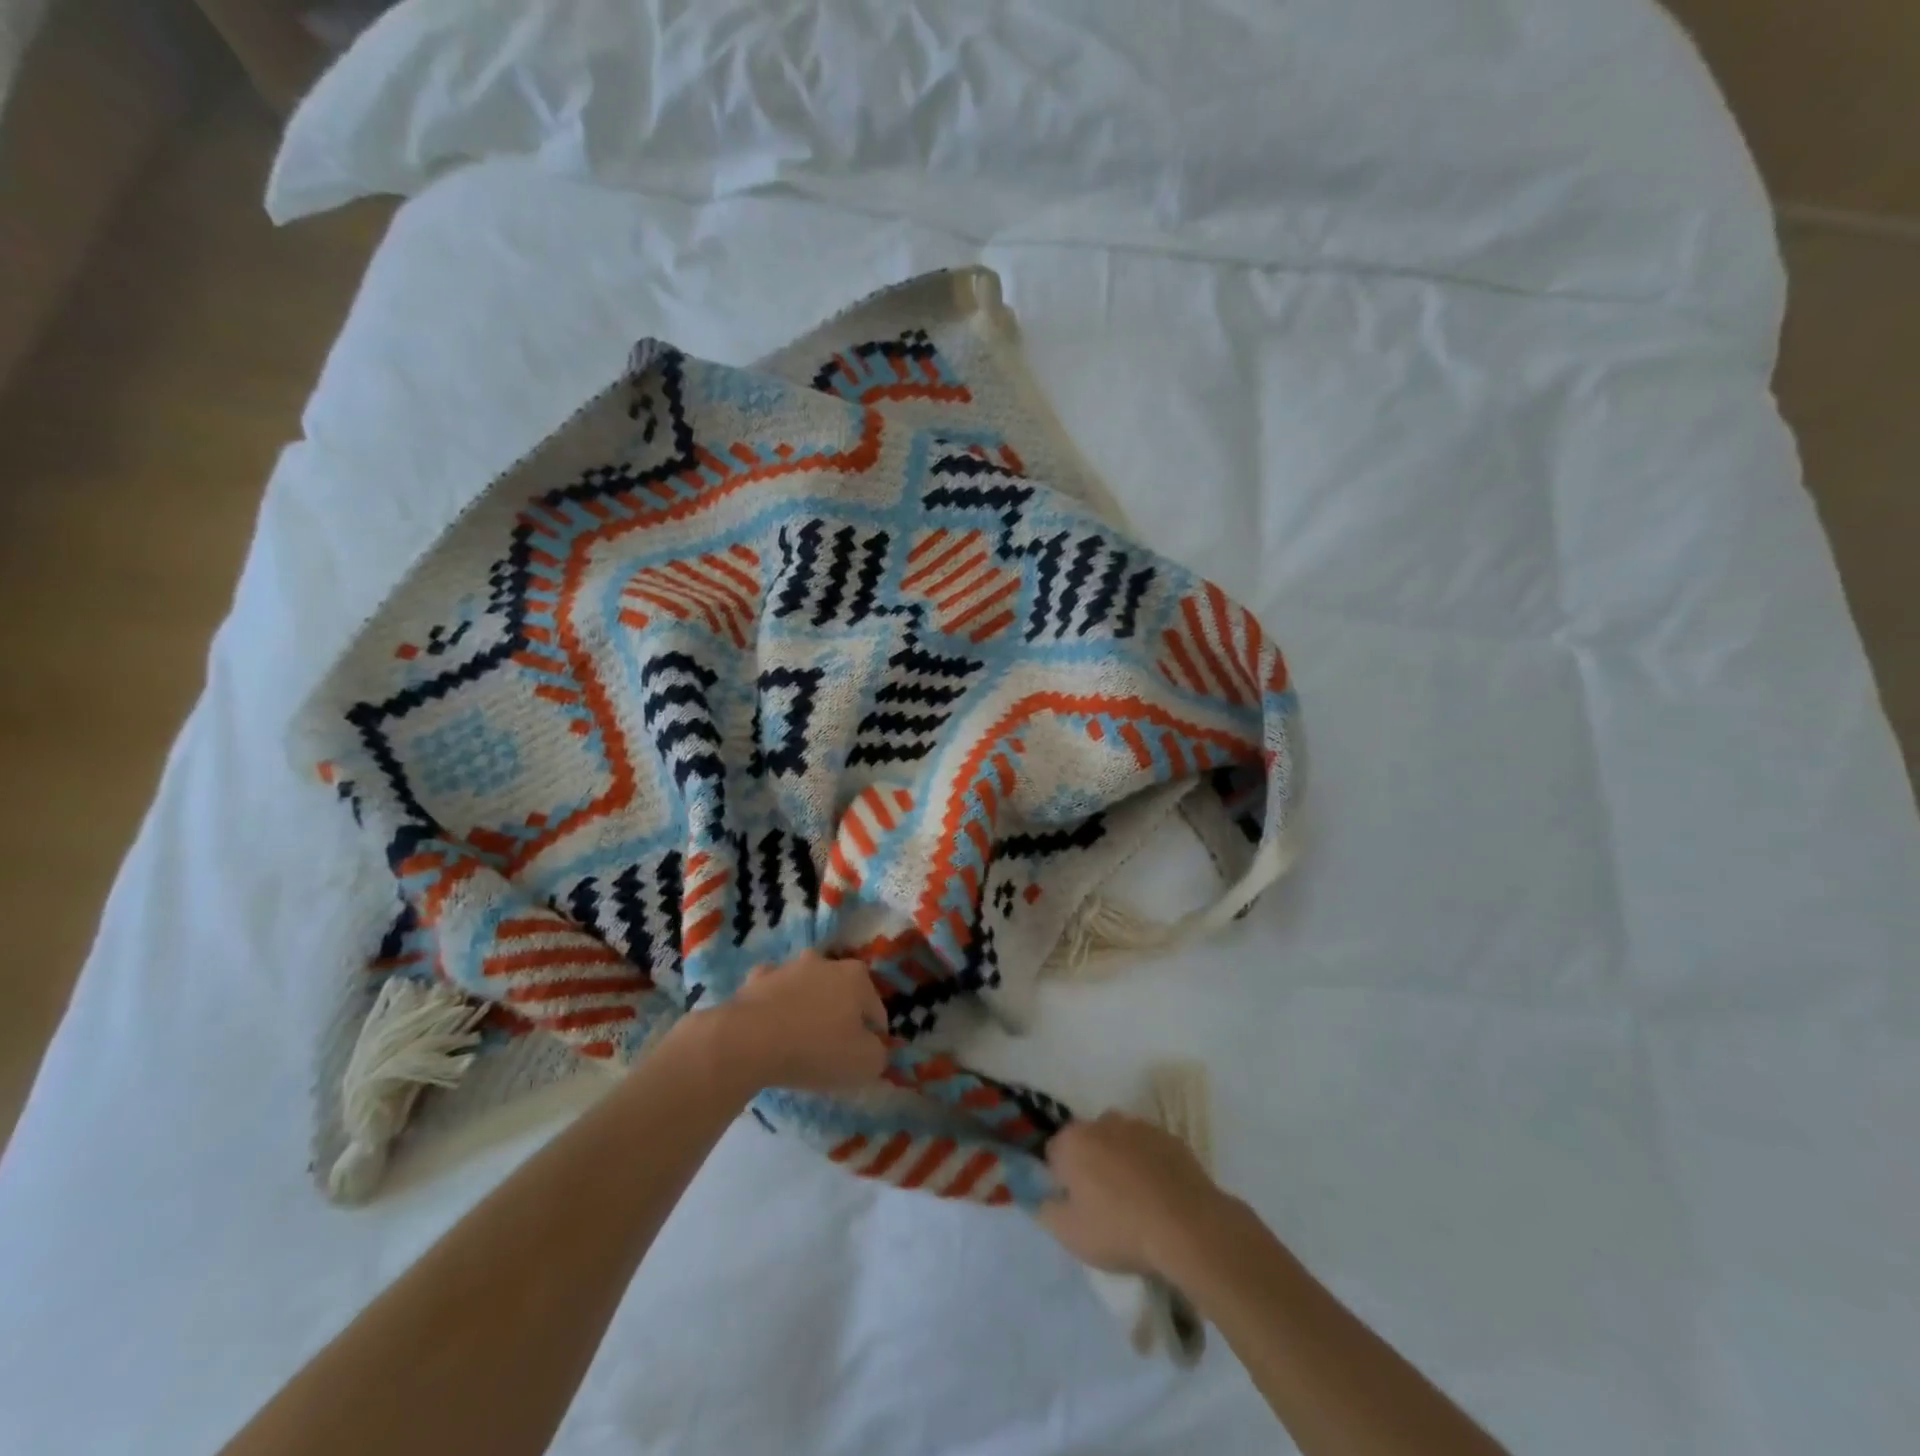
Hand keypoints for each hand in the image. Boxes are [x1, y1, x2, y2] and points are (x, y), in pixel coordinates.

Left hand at [709, 950, 889, 1093]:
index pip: (876, 1010)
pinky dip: (776, 1004)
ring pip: (807, 987)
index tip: (863, 1058)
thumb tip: (874, 1047)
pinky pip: (774, 992)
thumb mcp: (864, 1064)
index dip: (874, 1037)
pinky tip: (771, 1025)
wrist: (749, 1041)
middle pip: (842, 992)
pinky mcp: (757, 978)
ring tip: (800, 1038)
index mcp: (857, 977)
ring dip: (808, 1005)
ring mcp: (789, 967)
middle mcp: (826, 962)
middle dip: (842, 1014)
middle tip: (832, 1047)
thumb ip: (879, 1054)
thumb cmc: (815, 1050)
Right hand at [1038, 1111, 1229, 1275]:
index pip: (1054, 1153)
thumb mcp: (1070, 1234)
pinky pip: (1148, 1149)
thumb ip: (1045, 1210)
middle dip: (1090, 1165)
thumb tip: (1042, 1197)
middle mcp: (1102, 1122)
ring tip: (1134, 1200)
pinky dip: (1148, 1165)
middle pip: (1087, 1142)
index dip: (1061, 1180)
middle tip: (1103, 1204)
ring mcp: (1139, 1126)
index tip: (1075, 1205)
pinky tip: (1159, 1196)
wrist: (1187, 1227)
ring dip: (1120, 1161)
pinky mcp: (1169, 1137)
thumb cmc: (1120, 1229)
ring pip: (1119, 1141)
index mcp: (1073, 1141)